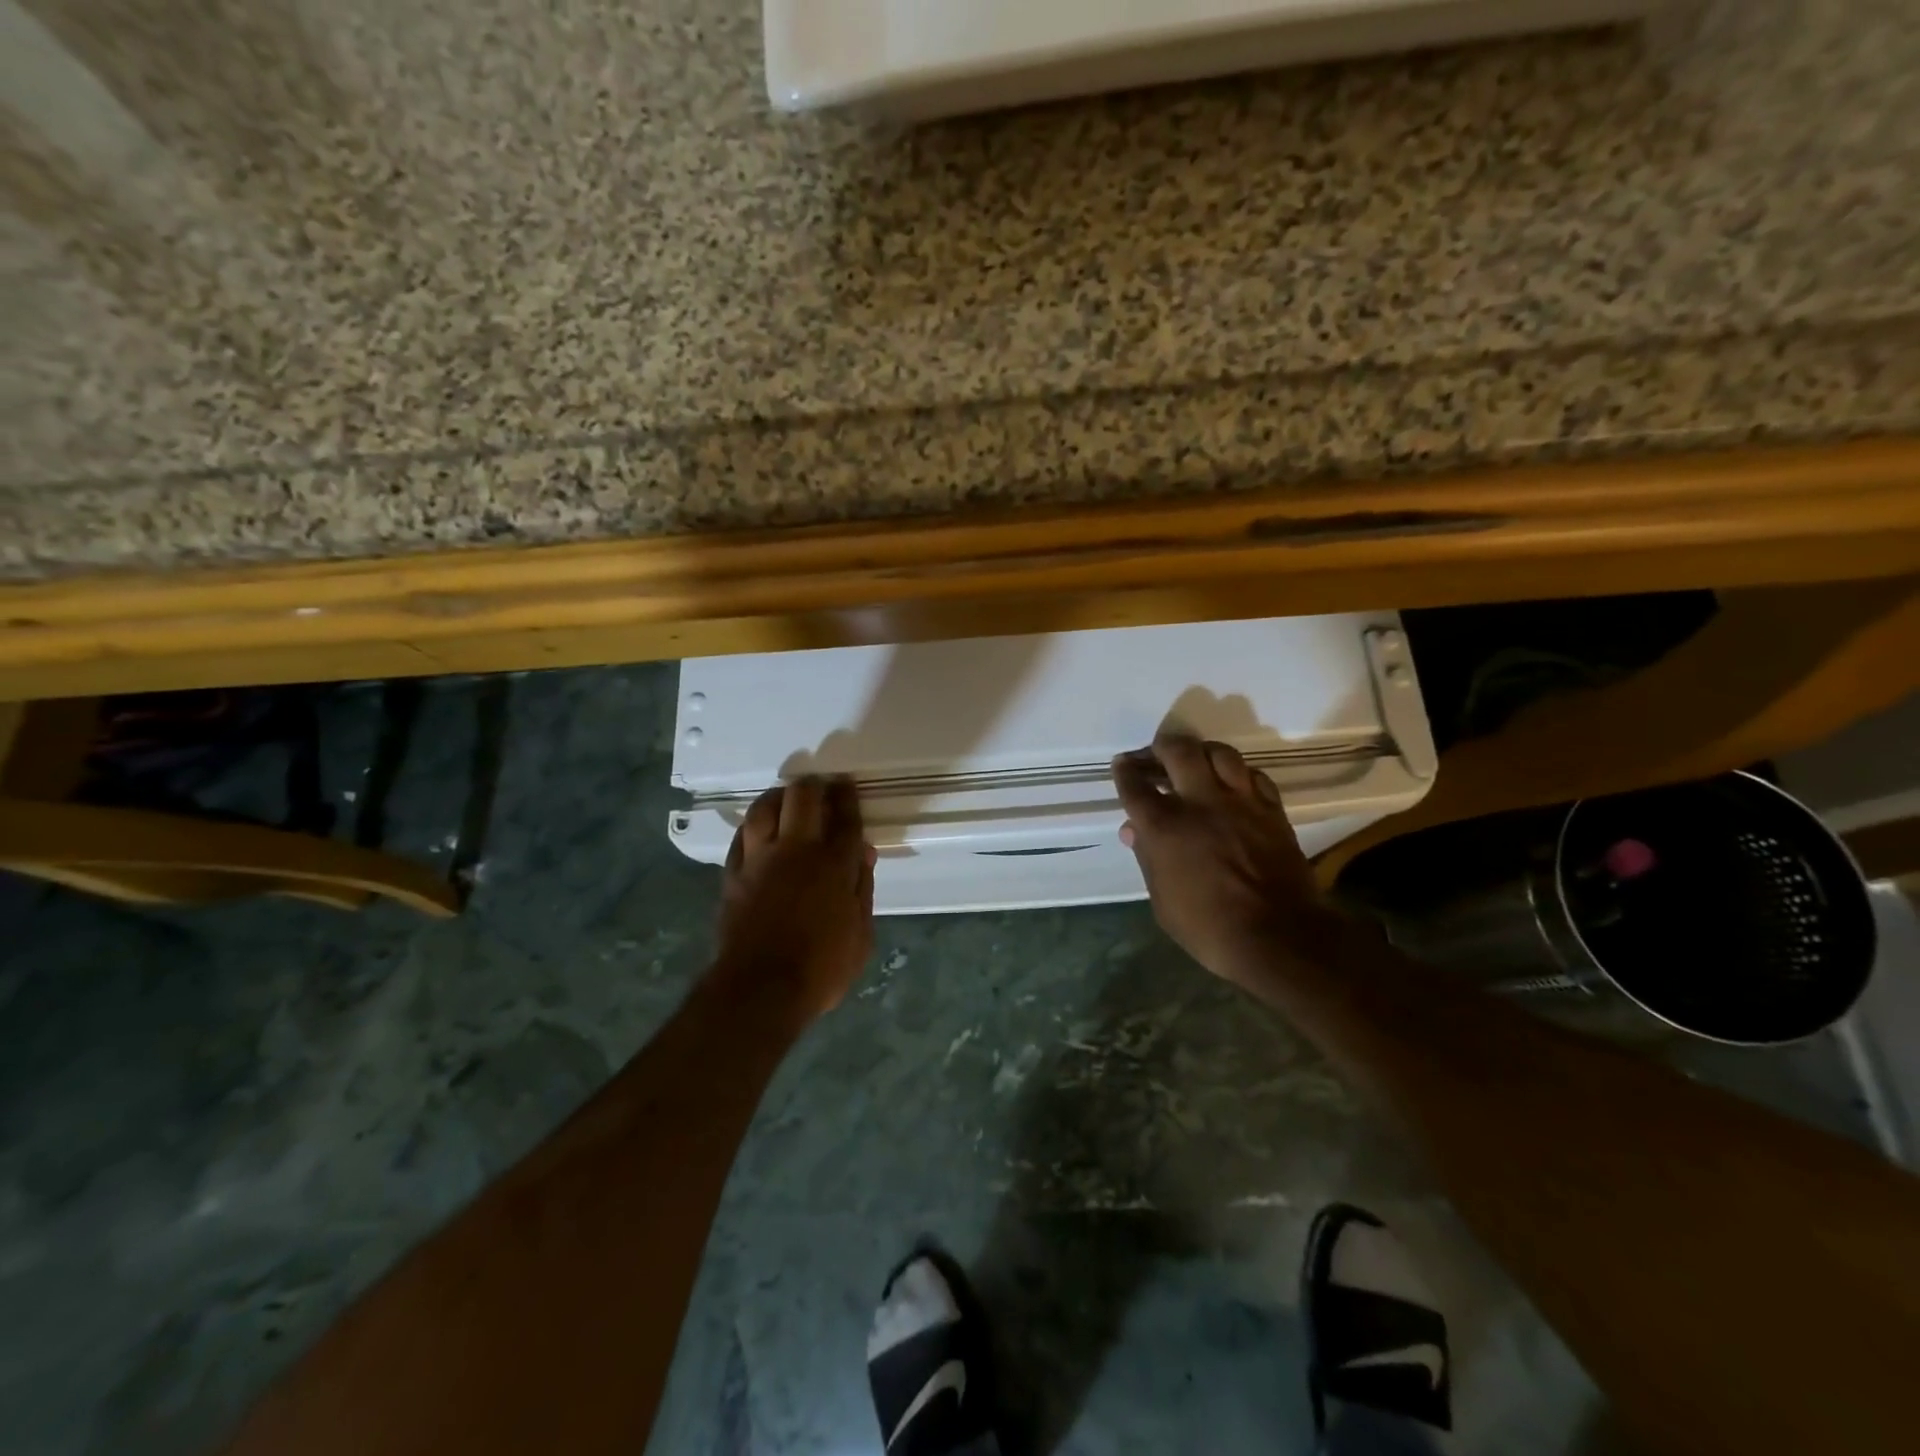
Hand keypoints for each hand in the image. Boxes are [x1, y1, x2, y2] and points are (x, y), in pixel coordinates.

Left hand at [713, 778, 875, 1025]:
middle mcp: (796, 850)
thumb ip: (863, 889)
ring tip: (786, 796)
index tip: (846, 783)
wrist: (760, 990)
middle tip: (820, 785)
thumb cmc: (821, 968)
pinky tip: (757, 826)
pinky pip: (741, 836)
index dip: (847, 796)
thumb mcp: (861, 935)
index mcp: (834, 864)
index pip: (845, 818)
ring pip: (764, 809)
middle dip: (814, 785)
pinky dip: (752, 825)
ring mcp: (760, 859)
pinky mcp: (733, 874)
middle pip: (803, 798)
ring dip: (778, 796)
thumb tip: (864, 852)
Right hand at [1114, 732, 1339, 987]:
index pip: (1135, 785)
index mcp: (1164, 826)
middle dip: (1160, 747)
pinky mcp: (1271, 809)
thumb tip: (1134, 831)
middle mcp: (1199, 803)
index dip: (1125, 771)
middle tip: (1155, 754)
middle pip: (1177, 752)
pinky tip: (1233, 782)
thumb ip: (1148, 858)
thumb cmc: (1208, 927)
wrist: (1278, 937)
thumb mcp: (1162, 901)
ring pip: (1219, 753)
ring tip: (1195, 760)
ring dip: (1201, 751)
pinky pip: (1253, 775)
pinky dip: (1238, 773)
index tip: (1122, 764)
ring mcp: (1239, 802)